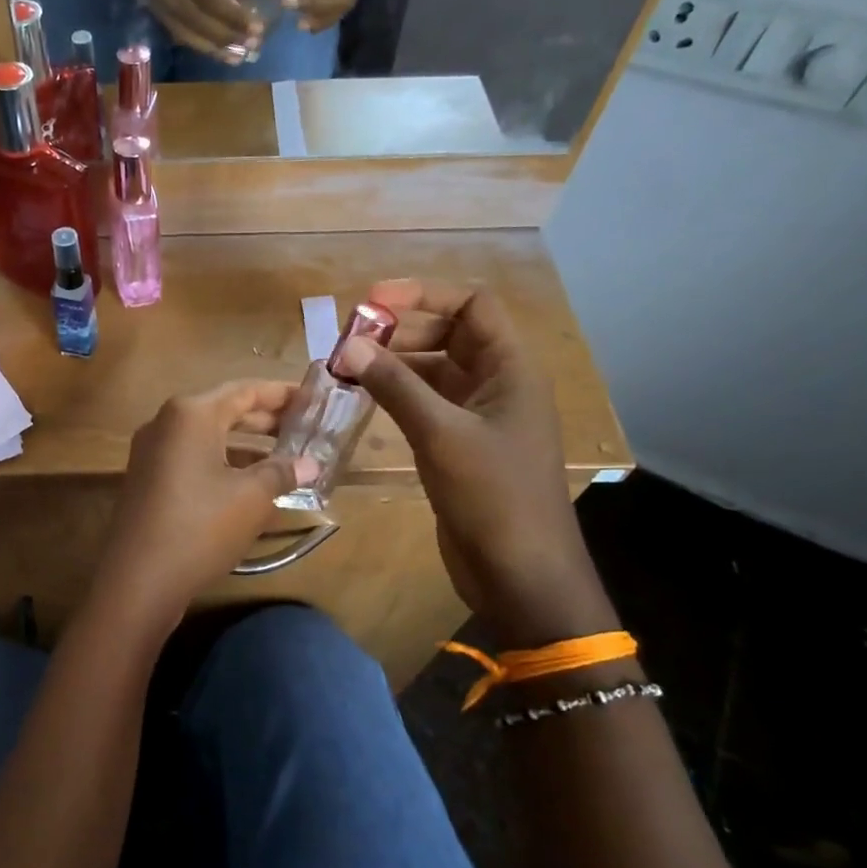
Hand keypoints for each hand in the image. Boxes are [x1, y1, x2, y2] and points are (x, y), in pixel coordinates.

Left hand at [93, 380, 314, 620]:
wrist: (139, 581)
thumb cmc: (201, 527)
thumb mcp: (252, 498)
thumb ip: (282, 472)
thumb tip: (311, 464)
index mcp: (190, 413)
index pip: (245, 390)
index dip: (282, 394)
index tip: (313, 400)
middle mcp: (166, 423)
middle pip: (224, 410)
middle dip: (266, 420)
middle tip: (305, 428)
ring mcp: (152, 452)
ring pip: (208, 438)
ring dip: (246, 446)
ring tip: (286, 457)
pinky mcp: (148, 480)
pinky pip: (193, 459)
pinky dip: (223, 464)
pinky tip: (251, 484)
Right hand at [113, 0, 258, 59]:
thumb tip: (239, 6)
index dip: (230, 14)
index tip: (254, 28)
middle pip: (193, 18)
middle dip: (222, 35)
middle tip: (248, 48)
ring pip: (182, 30)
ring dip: (210, 46)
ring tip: (234, 57)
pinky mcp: (150, 5)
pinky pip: (175, 29)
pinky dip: (196, 41)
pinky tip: (215, 49)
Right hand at [336, 280, 617, 647]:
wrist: (520, 573)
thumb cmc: (493, 496)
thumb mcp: (441, 434)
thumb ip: (395, 386)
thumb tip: (349, 347)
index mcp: (510, 369)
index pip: (472, 305)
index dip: (424, 294)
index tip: (371, 303)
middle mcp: (496, 384)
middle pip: (448, 334)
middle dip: (399, 331)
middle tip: (348, 343)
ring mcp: (478, 416)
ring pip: (432, 371)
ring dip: (392, 365)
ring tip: (346, 370)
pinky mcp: (459, 445)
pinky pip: (425, 404)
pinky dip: (395, 396)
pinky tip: (362, 400)